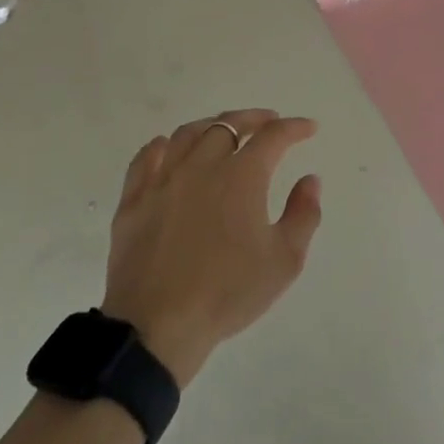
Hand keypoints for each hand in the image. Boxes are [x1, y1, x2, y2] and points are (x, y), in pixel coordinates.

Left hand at [101, 110, 322, 385]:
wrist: (157, 325)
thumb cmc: (228, 292)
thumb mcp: (284, 260)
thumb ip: (303, 214)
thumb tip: (310, 180)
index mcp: (241, 177)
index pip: (272, 137)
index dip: (293, 128)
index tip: (309, 128)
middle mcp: (201, 166)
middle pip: (227, 125)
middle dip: (253, 119)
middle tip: (268, 122)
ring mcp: (162, 180)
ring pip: (187, 134)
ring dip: (212, 126)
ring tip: (224, 131)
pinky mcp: (133, 200)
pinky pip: (147, 157)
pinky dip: (164, 145)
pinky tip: (170, 148)